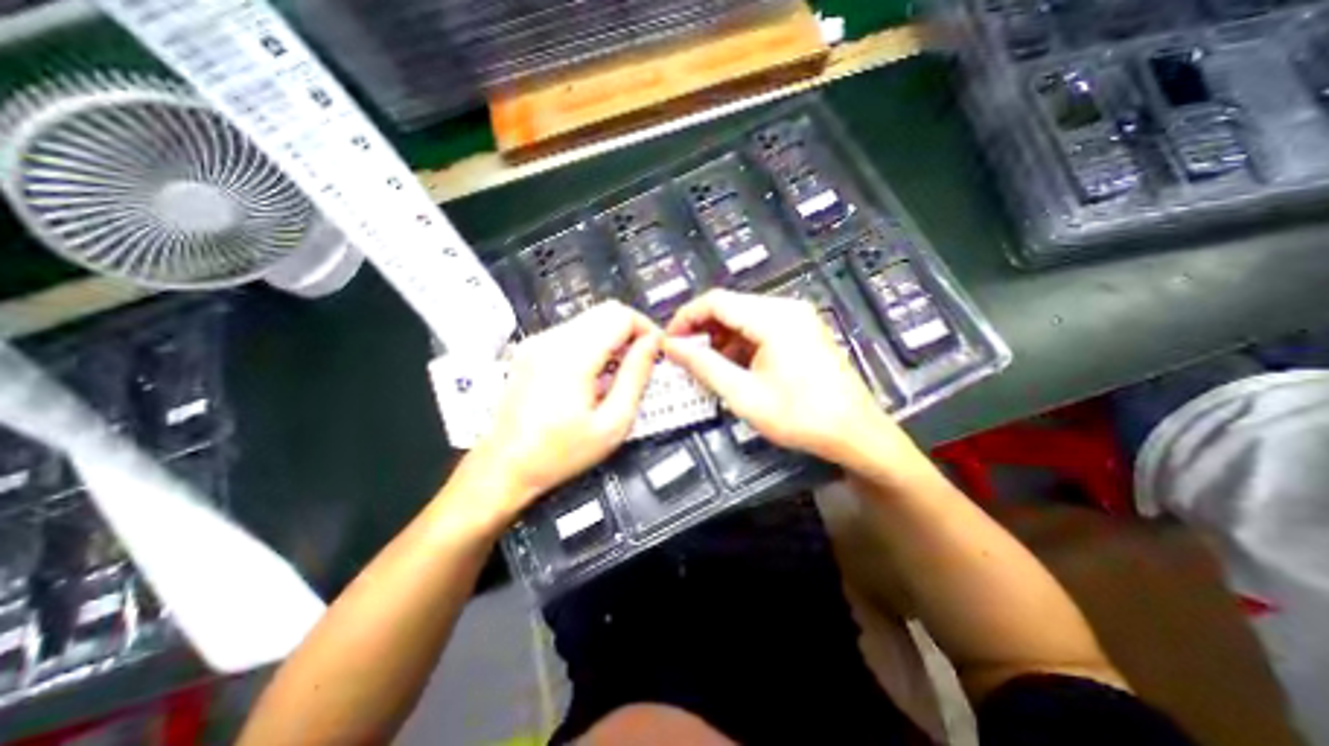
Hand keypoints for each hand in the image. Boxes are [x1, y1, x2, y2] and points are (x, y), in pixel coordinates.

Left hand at [464, 298, 662, 519]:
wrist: (505, 466)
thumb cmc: (561, 452)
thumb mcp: (612, 424)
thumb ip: (636, 377)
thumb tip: (652, 344)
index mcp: (572, 356)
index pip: (620, 315)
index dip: (645, 328)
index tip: (656, 351)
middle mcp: (552, 339)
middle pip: (605, 311)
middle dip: (631, 330)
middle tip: (642, 362)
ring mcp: (537, 341)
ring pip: (590, 319)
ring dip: (612, 337)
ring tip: (619, 372)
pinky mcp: (530, 349)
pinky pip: (573, 331)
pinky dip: (593, 343)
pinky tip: (594, 374)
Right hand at [662, 289, 920, 470]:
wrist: (856, 433)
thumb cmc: (799, 417)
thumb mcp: (744, 395)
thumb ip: (705, 366)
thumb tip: (672, 347)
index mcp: (774, 318)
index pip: (716, 301)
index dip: (686, 318)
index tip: (669, 342)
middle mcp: (786, 307)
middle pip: (731, 306)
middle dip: (703, 329)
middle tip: (684, 357)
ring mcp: (798, 317)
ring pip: (745, 316)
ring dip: (721, 337)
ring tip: (706, 365)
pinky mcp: (803, 330)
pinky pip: (761, 327)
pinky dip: (741, 343)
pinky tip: (734, 365)